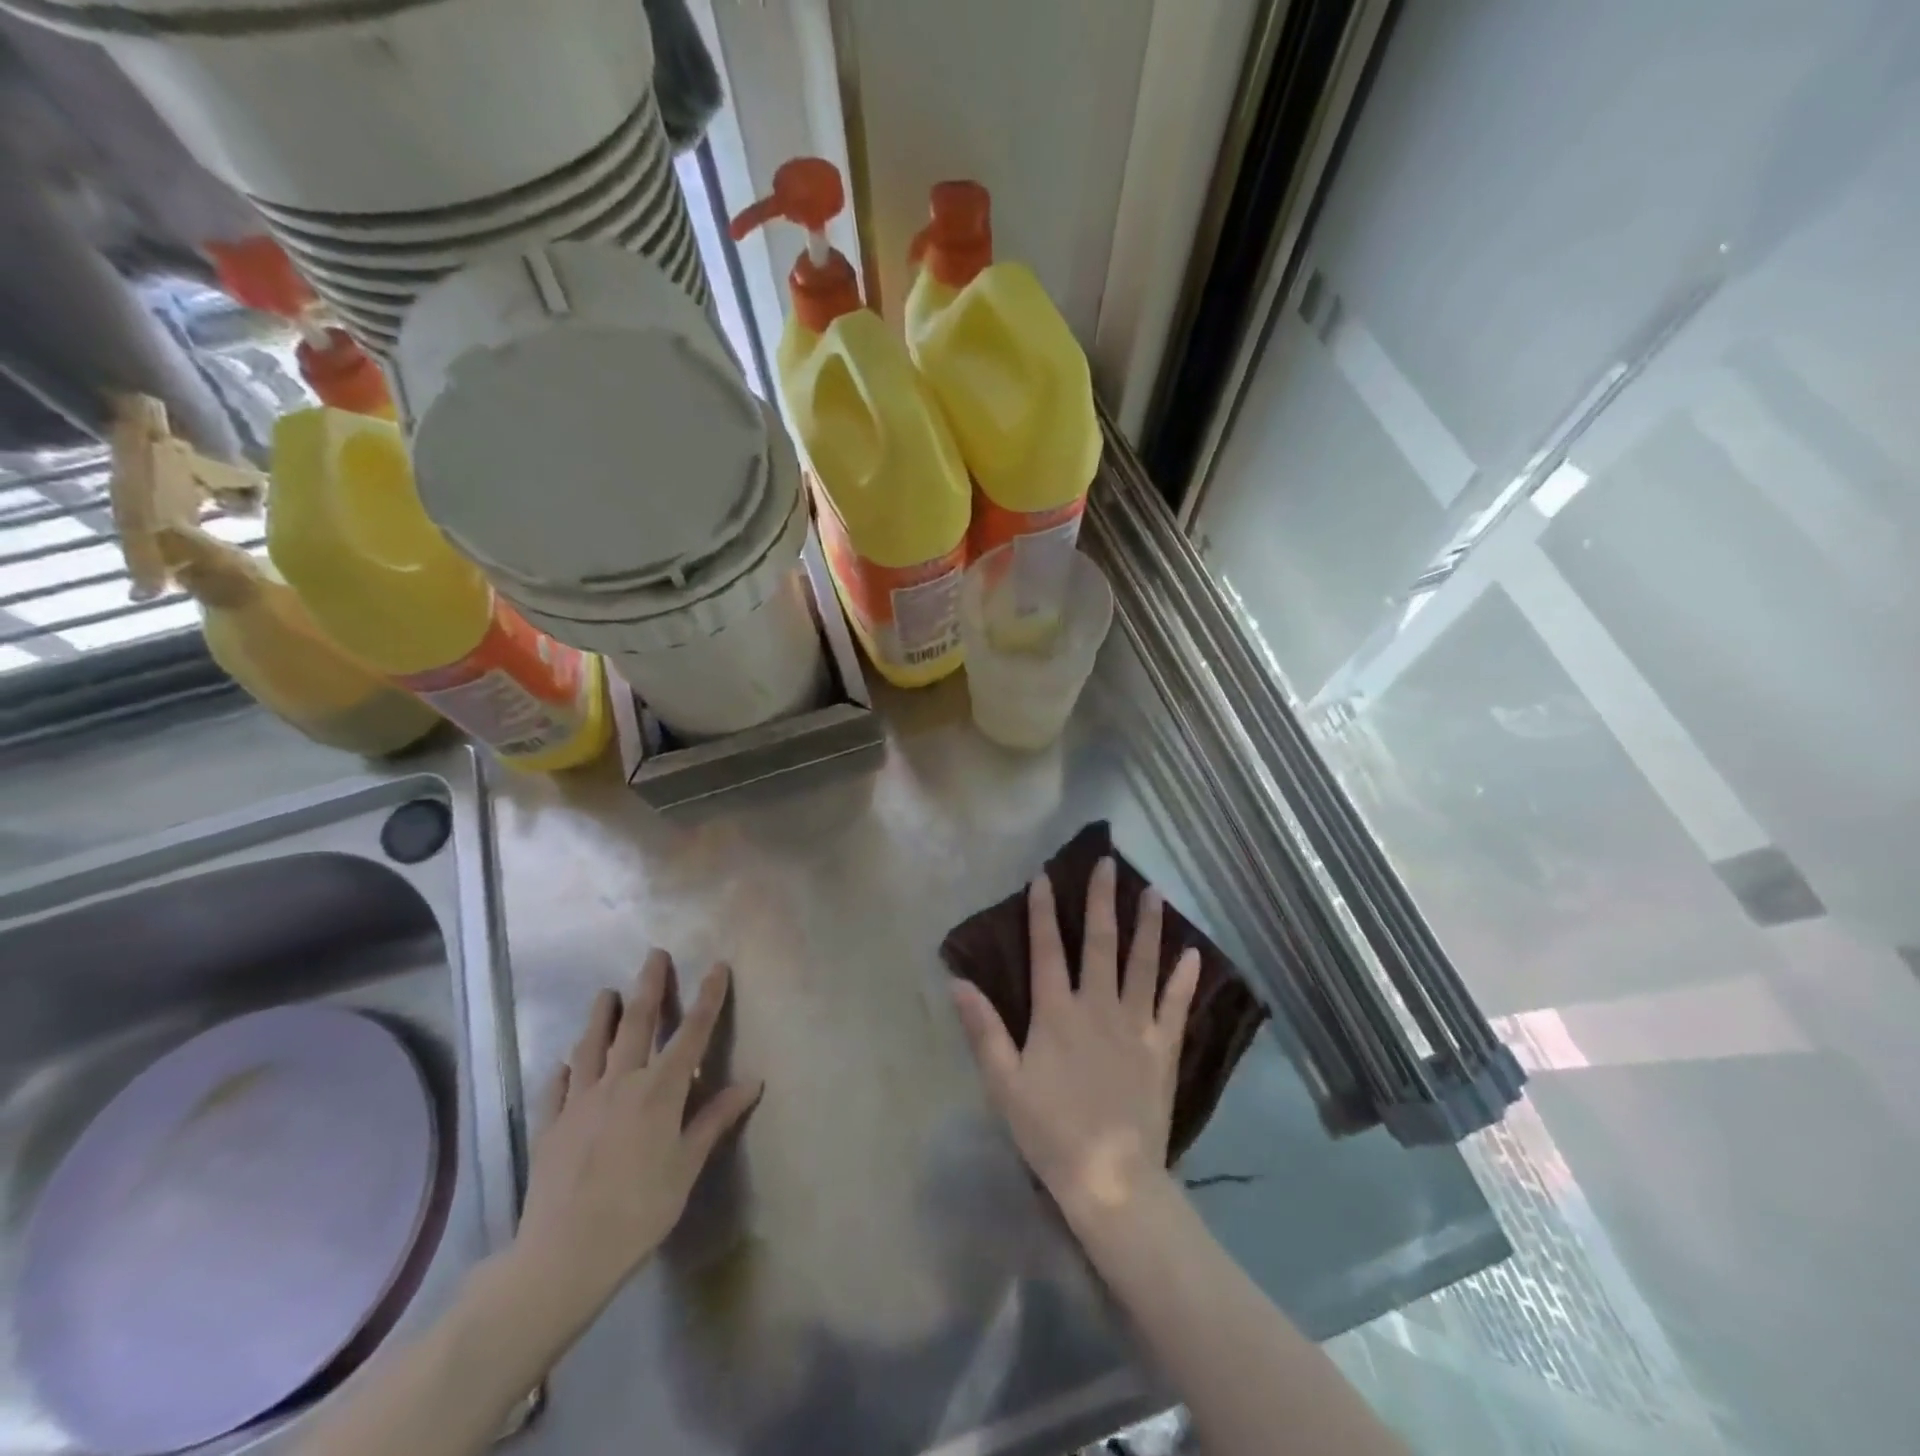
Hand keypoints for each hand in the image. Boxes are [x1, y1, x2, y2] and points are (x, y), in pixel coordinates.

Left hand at [513, 951, 761, 1329]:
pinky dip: (564, 1068)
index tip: (716, 966)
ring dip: (601, 1015)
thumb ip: (715, 1118)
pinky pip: (558, 1086)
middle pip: (637, 1023)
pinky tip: (565, 1061)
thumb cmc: (640, 1211)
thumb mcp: (687, 1166)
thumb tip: (753, 1081)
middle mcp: (621, 1083)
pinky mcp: (551, 1125)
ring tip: (605, 993)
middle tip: (654, 955)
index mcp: (660, 1091)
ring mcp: (581, 1101)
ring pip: (592, 1045)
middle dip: (649, 986)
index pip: (691, 1032)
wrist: (564, 1256)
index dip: (707, 997)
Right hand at [952, 859, 1200, 1222]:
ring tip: (1154, 892)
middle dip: (1102, 900)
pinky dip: (1185, 979)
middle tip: (1109, 864)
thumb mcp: (1004, 1083)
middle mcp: (1098, 1007)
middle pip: (1100, 943)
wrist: (1110, 1178)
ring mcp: (1135, 1026)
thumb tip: (957, 982)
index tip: (1044, 876)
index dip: (1042, 912)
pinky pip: (1176, 1006)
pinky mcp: (1162, 1049)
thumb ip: (983, 1030)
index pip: (1046, 950)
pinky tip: (1194, 954)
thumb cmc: (1050, 1130)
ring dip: (1148, 926)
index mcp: (1057, 1013)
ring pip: (1143, 964)